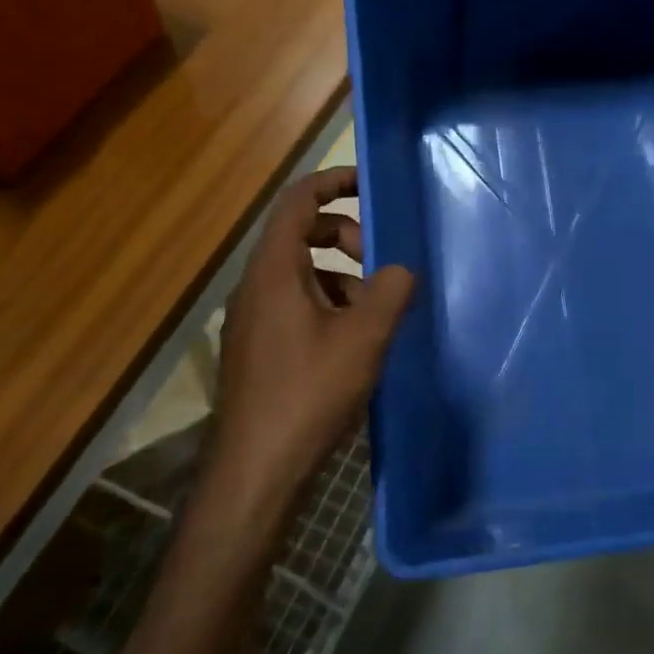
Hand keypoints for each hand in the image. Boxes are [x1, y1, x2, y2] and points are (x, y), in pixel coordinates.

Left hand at [210, 167, 414, 507]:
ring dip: (339, 275)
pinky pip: (293, 304)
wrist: (255, 470)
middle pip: (298, 235)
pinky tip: (352, 342)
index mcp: (274, 271)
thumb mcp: (363, 338)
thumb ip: (390, 292)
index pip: (297, 202)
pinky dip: (326, 304)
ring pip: (299, 273)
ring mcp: (252, 320)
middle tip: (380, 261)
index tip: (367, 184)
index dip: (332, 183)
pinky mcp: (257, 349)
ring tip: (374, 309)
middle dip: (344, 235)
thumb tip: (400, 270)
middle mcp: (255, 287)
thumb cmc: (309, 394)